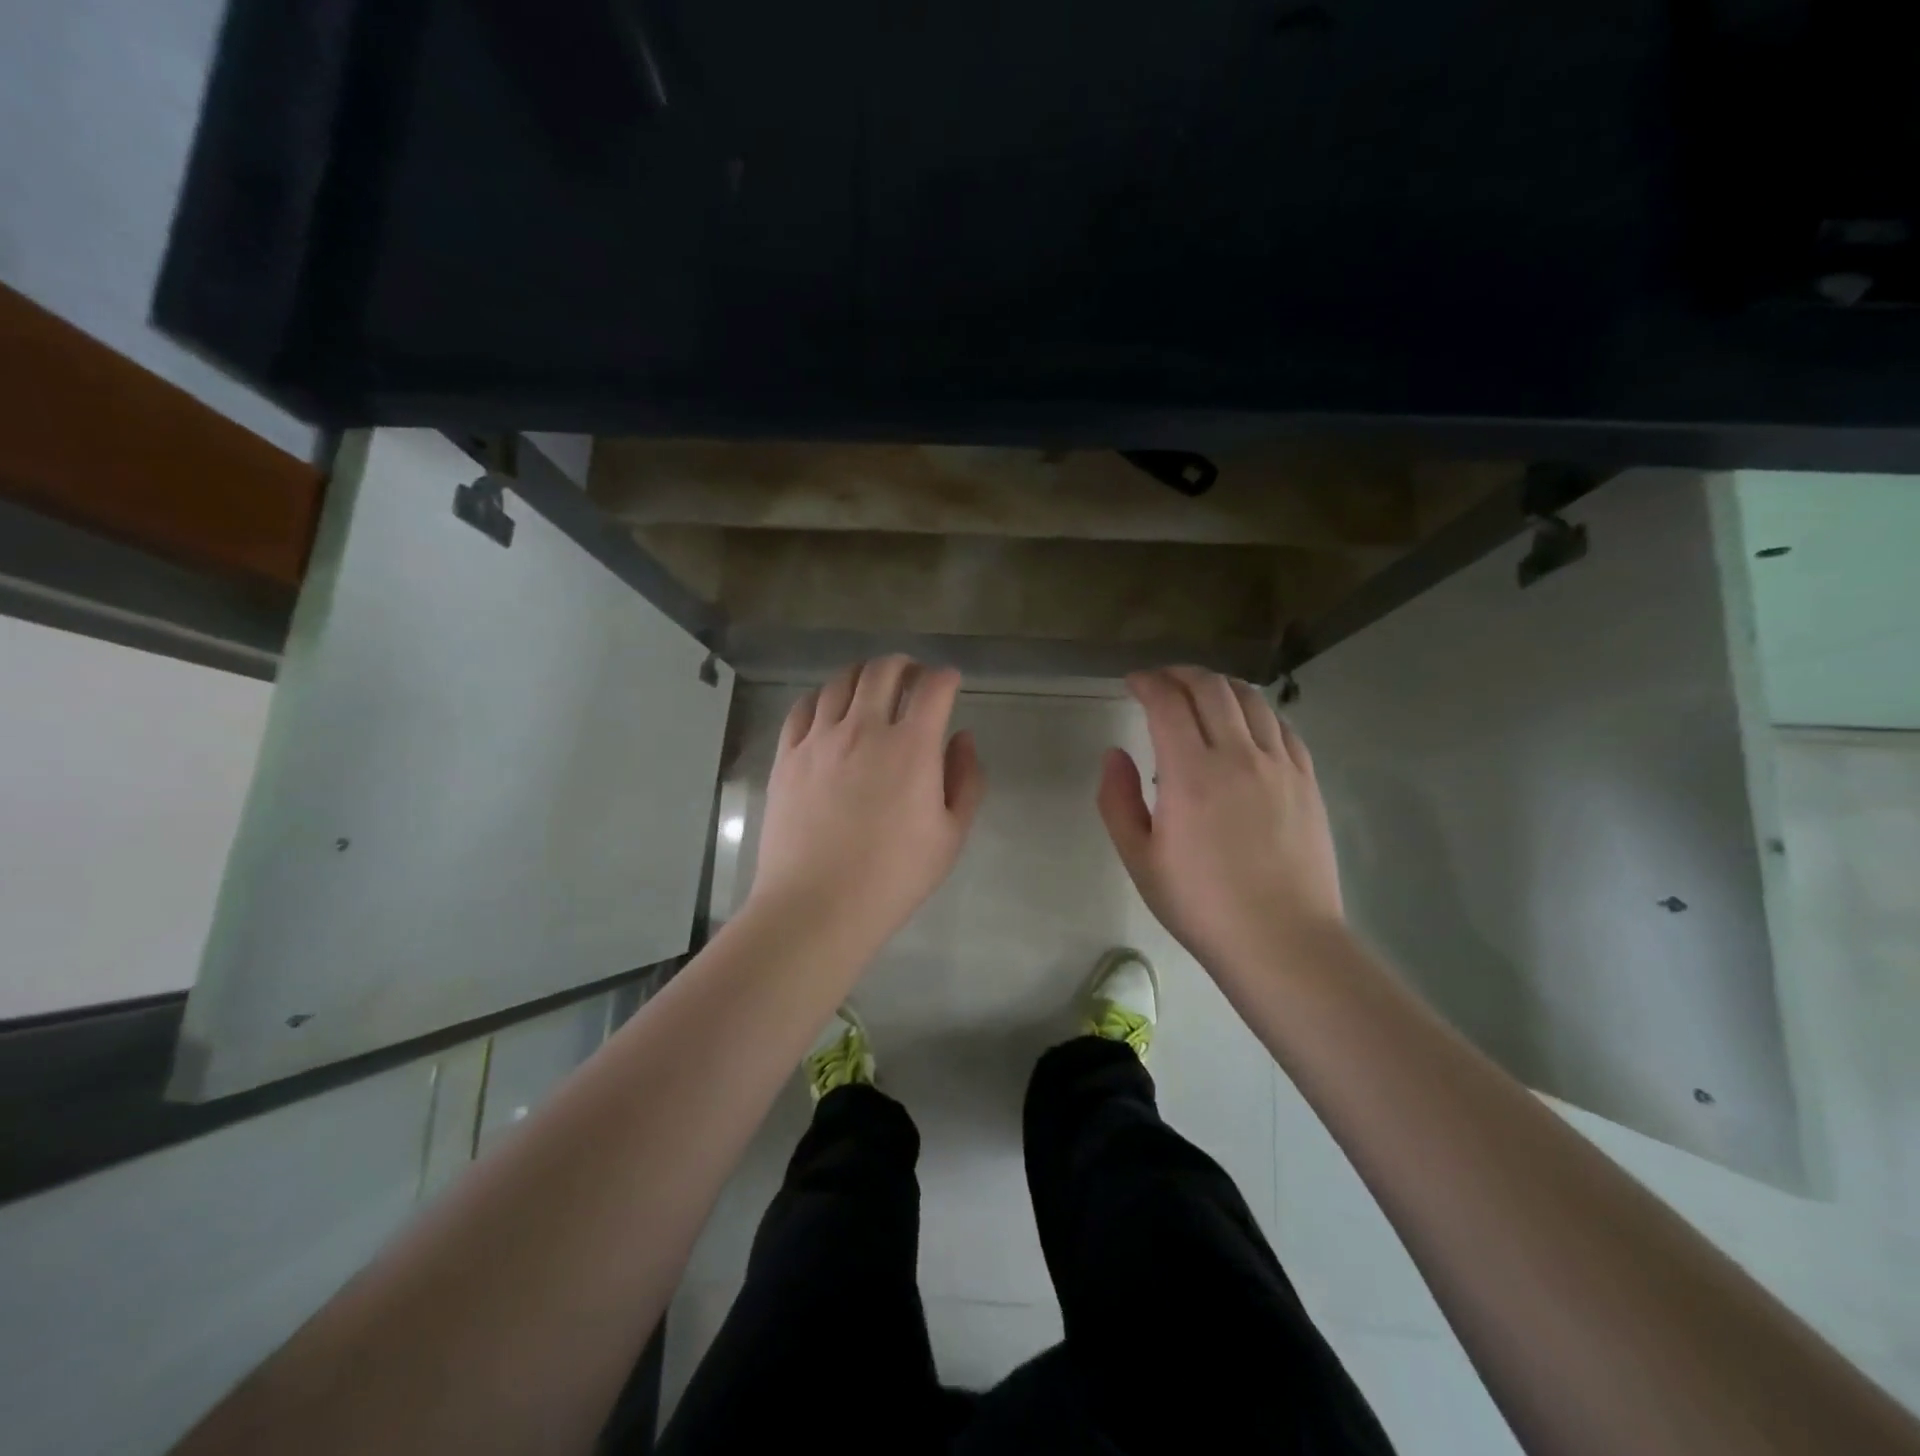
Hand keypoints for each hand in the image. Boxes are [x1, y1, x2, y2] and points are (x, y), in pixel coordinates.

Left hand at [748, 656, 985, 956]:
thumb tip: (962, 738)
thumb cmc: (893, 877)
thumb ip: (966, 780)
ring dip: (863, 675)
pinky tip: (828, 709)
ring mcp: (819, 740)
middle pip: (883, 671)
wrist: (817, 905)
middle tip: (912, 677)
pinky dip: (822, 697)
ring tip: (871, 687)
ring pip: (840, 682)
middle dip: (904, 665)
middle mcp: (864, 729)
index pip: (933, 687)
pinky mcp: (787, 756)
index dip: (946, 677)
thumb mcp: (951, 836)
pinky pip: (802, 707)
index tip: (950, 682)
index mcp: (911, 747)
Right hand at [1098, 666, 1343, 976]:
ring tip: (1202, 693)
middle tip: (1162, 681)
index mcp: (1190, 773)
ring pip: (1251, 698)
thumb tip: (1115, 753)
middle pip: (1211, 687)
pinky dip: (1256, 710)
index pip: (1167, 702)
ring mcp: (1279, 765)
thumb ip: (1117, 800)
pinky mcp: (1307, 780)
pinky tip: (1245, 723)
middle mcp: (1238, 755)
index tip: (1132, 683)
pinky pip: (1281, 726)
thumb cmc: (1200, 904)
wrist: (1281, 940)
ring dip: (1220, 684)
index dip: (1147, 682)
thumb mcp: (1139, 859)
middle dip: (1181, 674)